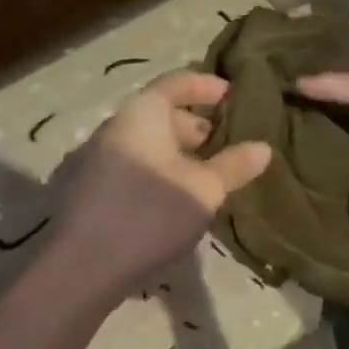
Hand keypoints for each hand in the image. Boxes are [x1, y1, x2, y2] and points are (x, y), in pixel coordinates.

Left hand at [49, 73, 272, 299]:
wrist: (84, 265)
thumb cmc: (151, 213)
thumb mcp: (204, 190)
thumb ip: (234, 166)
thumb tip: (263, 148)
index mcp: (142, 113)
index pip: (176, 82)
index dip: (206, 86)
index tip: (232, 94)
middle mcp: (116, 126)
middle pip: (160, 112)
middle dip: (195, 124)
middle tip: (225, 142)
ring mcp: (98, 156)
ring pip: (147, 141)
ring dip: (178, 151)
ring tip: (207, 173)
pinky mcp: (92, 187)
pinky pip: (134, 163)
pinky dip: (160, 168)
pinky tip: (177, 196)